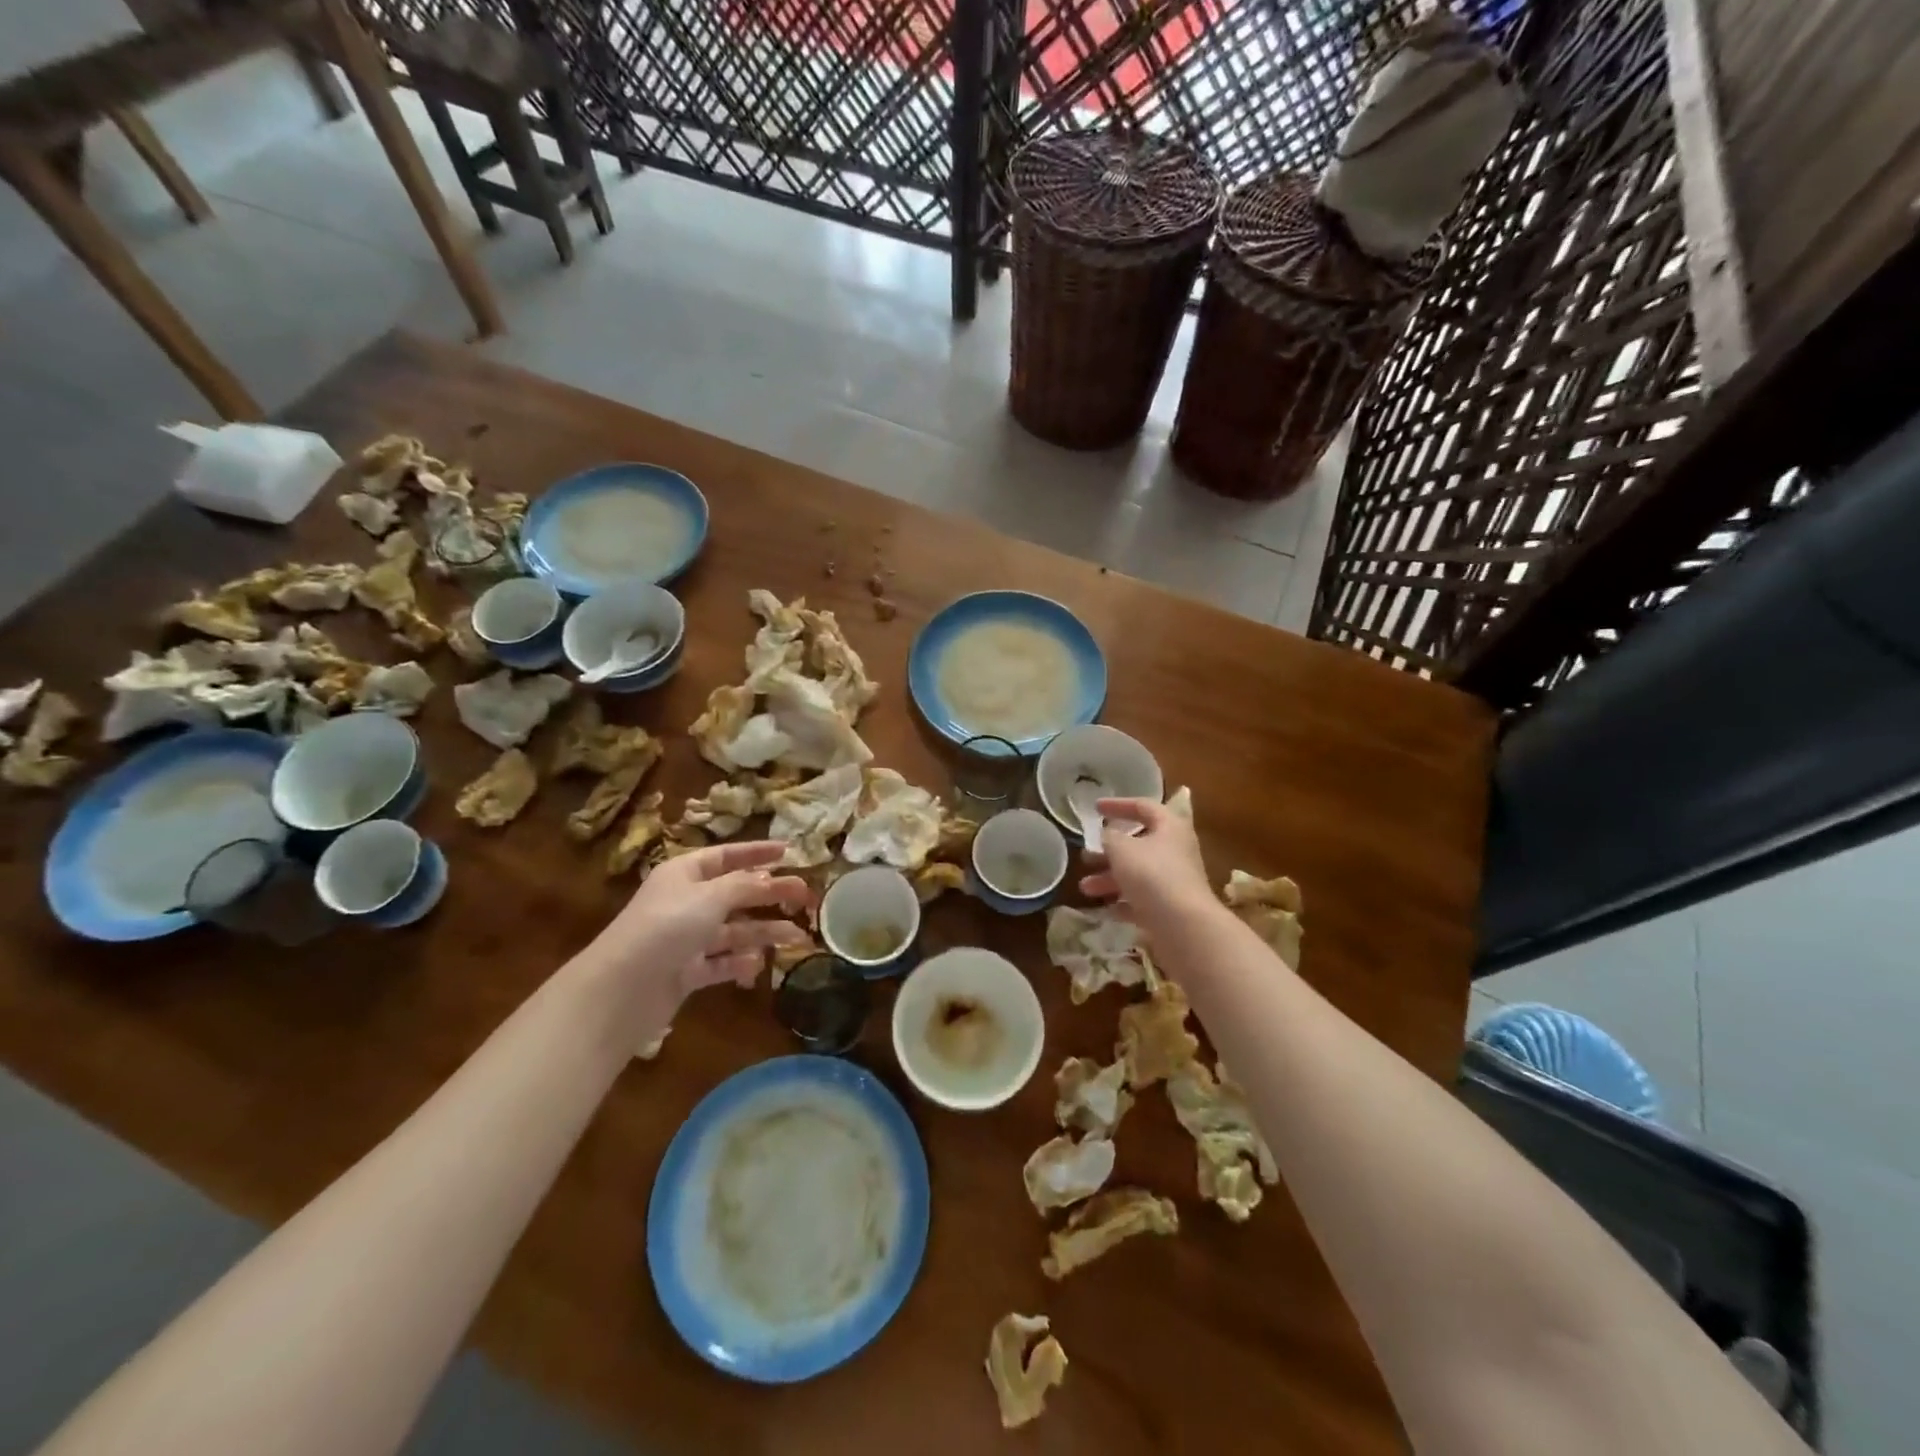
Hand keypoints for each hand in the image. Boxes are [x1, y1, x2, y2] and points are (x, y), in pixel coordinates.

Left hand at [588, 841, 811, 1016]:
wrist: (621, 990)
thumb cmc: (666, 927)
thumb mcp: (711, 897)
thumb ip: (747, 886)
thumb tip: (774, 878)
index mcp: (685, 873)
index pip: (727, 856)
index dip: (757, 852)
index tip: (788, 851)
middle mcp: (686, 902)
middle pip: (736, 893)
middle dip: (770, 895)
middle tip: (805, 897)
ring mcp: (686, 938)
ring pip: (734, 930)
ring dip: (764, 931)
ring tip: (797, 937)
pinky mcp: (686, 971)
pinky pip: (721, 962)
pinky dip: (740, 963)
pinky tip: (757, 965)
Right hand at [1078, 797, 1216, 939]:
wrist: (1184, 926)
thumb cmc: (1152, 875)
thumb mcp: (1121, 849)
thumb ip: (1109, 837)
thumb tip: (1108, 835)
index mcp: (1170, 826)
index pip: (1143, 806)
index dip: (1118, 805)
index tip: (1095, 808)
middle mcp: (1176, 850)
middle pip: (1139, 844)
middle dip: (1108, 851)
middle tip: (1086, 856)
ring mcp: (1175, 881)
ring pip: (1137, 874)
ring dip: (1109, 879)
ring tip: (1085, 888)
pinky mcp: (1171, 908)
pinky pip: (1143, 900)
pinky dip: (1123, 902)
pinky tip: (1105, 909)